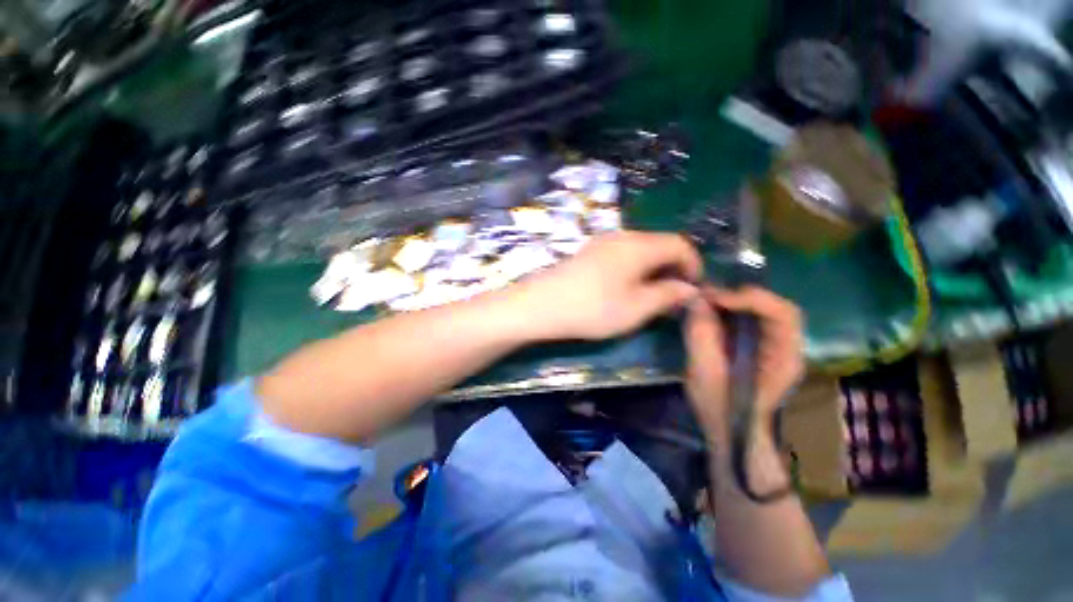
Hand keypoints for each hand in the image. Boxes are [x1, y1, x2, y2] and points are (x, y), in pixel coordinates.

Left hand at [518, 231, 701, 340]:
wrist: (542, 304)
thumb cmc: (593, 308)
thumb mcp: (637, 308)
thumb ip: (668, 295)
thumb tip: (689, 289)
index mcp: (640, 245)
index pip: (680, 244)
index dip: (694, 265)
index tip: (694, 290)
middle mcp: (623, 236)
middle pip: (660, 244)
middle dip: (673, 268)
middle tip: (673, 296)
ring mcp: (602, 242)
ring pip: (640, 249)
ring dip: (653, 269)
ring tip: (651, 295)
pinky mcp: (588, 252)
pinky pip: (622, 254)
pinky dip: (634, 268)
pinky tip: (625, 287)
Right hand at [683, 286, 804, 437]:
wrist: (732, 434)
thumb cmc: (721, 409)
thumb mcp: (705, 373)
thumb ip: (701, 335)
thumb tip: (696, 300)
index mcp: (783, 358)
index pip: (782, 314)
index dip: (750, 299)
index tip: (714, 297)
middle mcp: (788, 348)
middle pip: (776, 307)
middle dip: (742, 296)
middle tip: (708, 295)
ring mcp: (776, 348)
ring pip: (764, 311)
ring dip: (737, 301)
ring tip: (707, 300)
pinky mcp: (762, 348)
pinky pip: (752, 320)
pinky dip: (733, 310)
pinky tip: (712, 312)